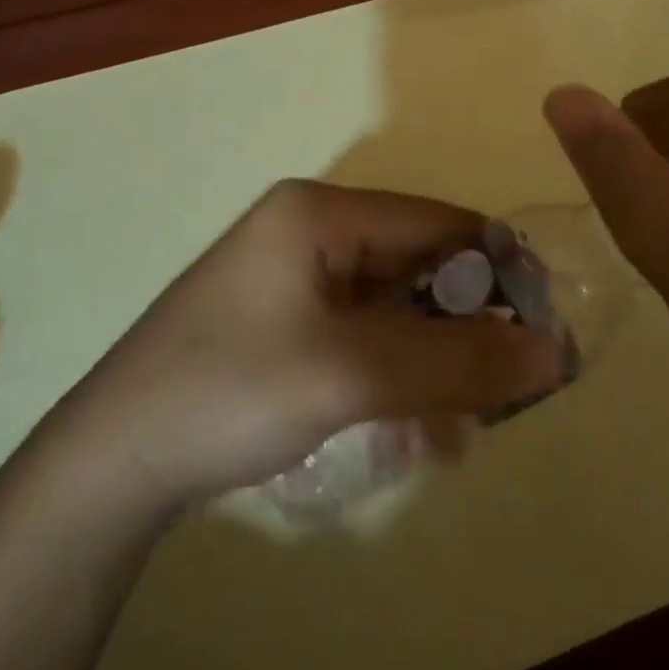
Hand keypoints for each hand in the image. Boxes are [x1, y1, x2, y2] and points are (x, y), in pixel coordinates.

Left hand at [72, 180, 561, 505]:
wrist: (116, 457)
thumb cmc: (231, 390)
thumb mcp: (351, 373)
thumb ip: (454, 359)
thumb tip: (553, 351)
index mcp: (318, 212)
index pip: (435, 222)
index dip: (496, 269)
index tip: (543, 330)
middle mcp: (308, 229)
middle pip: (414, 263)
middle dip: (463, 324)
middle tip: (503, 393)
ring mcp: (292, 275)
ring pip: (392, 304)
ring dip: (432, 356)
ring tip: (459, 423)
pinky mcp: (283, 319)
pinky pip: (361, 332)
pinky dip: (395, 369)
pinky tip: (413, 426)